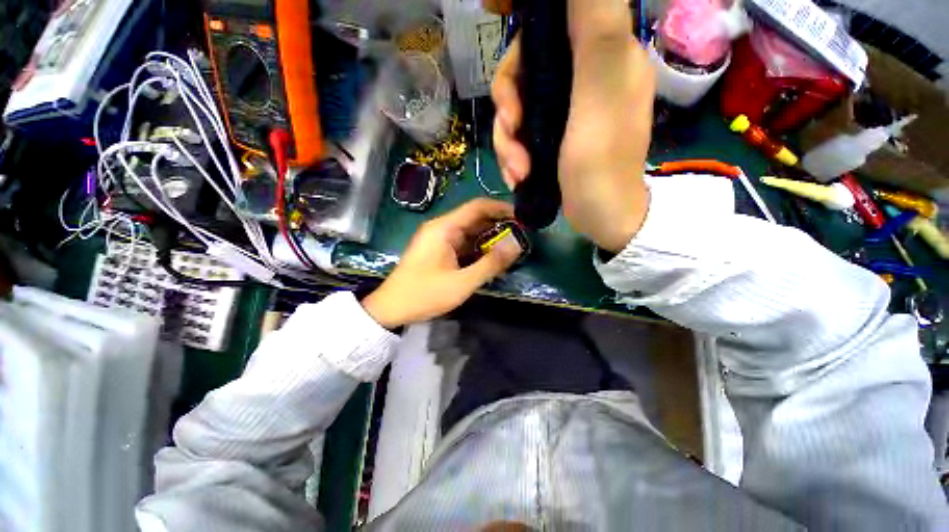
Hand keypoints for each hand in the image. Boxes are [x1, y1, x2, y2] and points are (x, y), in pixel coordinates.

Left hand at [362, 199, 521, 328]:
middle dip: (499, 226)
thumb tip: (517, 245)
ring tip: (512, 249)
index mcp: (445, 228)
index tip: (522, 217)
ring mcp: (439, 239)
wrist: (391, 308)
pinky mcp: (439, 251)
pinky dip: (479, 250)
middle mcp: (442, 228)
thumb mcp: (462, 282)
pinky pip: (464, 244)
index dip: (501, 208)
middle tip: (522, 237)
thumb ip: (491, 264)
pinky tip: (492, 259)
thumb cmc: (424, 294)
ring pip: (470, 233)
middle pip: (475, 219)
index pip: (477, 206)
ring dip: (490, 240)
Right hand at [490, 0, 655, 252]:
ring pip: (517, 110)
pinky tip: (517, 176)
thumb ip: (595, 28)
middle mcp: (582, 78)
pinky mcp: (551, 139)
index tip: (512, 92)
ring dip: (507, 144)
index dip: (520, 54)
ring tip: (517, 171)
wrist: (601, 217)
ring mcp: (564, 112)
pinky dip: (513, 157)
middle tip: (511, 135)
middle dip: (508, 110)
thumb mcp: (601, 90)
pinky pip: (520, 137)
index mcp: (601, 55)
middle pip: (524, 75)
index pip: (547, 32)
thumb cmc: (603, 162)